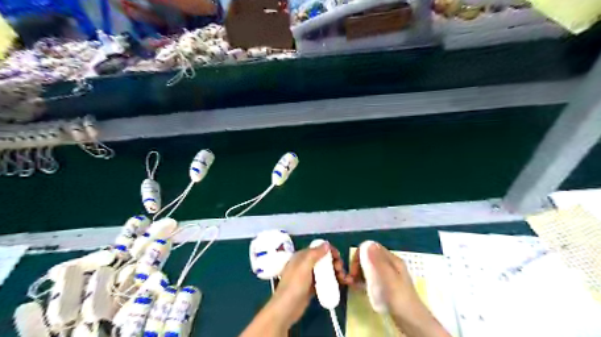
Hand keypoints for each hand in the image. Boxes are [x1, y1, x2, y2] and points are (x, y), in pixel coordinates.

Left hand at [270, 243, 344, 325]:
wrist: (286, 309)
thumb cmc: (294, 285)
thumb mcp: (304, 266)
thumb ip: (315, 254)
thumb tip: (326, 243)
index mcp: (302, 256)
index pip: (318, 248)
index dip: (329, 250)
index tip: (339, 257)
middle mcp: (305, 264)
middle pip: (323, 259)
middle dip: (334, 262)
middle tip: (340, 270)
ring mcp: (308, 276)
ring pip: (325, 270)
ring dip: (335, 272)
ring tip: (343, 279)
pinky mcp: (311, 288)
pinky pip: (324, 281)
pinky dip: (332, 281)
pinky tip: (340, 284)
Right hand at [348, 242, 450, 336]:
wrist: (413, 322)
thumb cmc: (400, 299)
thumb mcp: (389, 279)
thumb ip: (379, 261)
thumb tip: (367, 243)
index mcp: (392, 260)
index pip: (370, 248)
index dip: (359, 256)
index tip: (354, 270)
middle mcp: (389, 264)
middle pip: (368, 257)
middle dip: (357, 265)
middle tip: (351, 279)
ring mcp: (387, 275)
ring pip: (368, 267)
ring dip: (358, 273)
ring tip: (352, 284)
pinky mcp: (384, 285)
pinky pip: (370, 277)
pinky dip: (362, 280)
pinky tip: (358, 288)